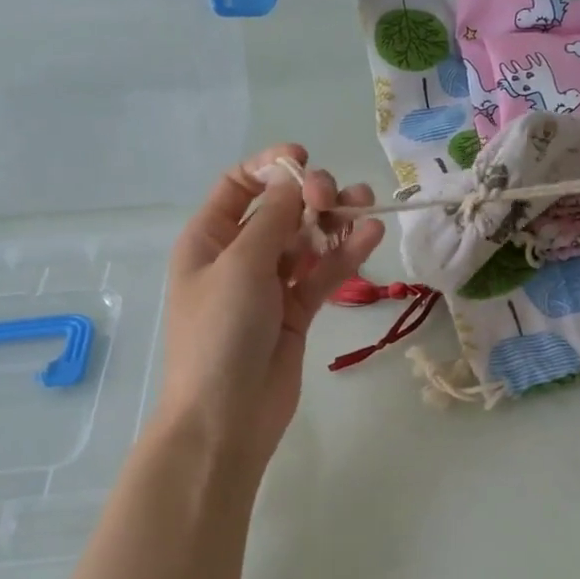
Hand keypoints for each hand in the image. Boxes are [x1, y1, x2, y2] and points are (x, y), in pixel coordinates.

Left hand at [156, 144, 384, 471]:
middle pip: (279, 210)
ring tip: (366, 207)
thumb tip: (293, 182)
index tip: (304, 161)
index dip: (270, 168)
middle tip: (333, 199)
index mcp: (208, 239)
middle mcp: (238, 257)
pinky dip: (344, 255)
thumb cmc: (220, 334)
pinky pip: (322, 274)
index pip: (238, 187)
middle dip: (309, 196)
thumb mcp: (240, 266)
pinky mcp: (297, 312)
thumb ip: (272, 219)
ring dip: (334, 222)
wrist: (226, 417)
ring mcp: (269, 285)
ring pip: (306, 241)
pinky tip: (371, 235)